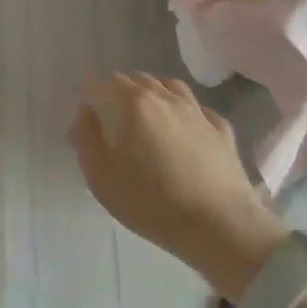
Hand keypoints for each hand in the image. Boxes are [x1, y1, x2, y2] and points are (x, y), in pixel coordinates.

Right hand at [71, 72, 288, 297]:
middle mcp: (167, 99)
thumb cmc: (152, 201)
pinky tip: (185, 127)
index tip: (83, 99)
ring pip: (173, 87)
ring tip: (148, 110)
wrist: (221, 228)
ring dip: (156, 92)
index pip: (108, 81)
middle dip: (122, 87)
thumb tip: (85, 111)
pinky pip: (201, 111)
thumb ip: (85, 137)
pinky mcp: (223, 134)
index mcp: (135, 103)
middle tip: (112, 107)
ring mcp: (199, 114)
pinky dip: (187, 112)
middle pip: (141, 79)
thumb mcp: (101, 175)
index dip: (91, 87)